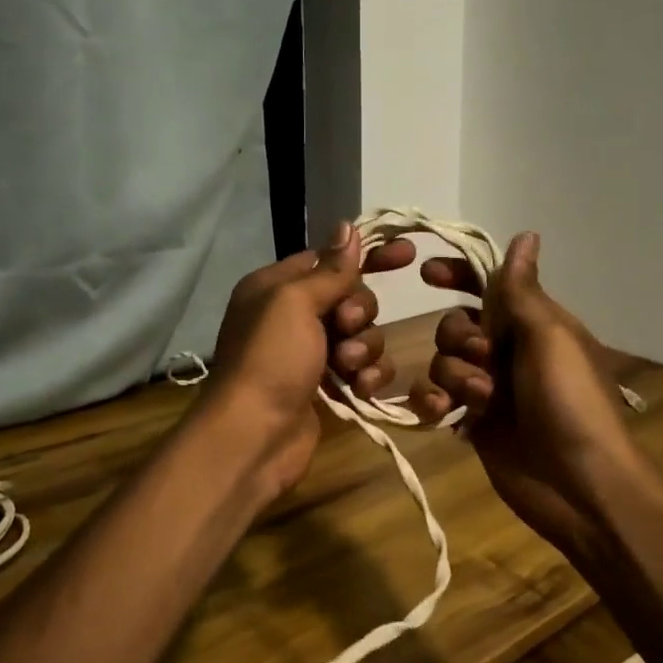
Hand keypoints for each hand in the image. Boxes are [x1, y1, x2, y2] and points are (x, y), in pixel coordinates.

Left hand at [202, 220, 415, 494]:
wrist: (255, 435)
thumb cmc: (271, 358)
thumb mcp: (295, 302)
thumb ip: (329, 269)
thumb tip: (348, 226)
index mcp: (277, 286)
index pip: (330, 259)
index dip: (368, 256)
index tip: (407, 255)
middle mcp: (293, 316)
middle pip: (351, 297)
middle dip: (359, 312)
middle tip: (345, 327)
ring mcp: (311, 353)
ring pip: (363, 334)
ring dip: (364, 348)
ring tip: (347, 367)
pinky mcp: (327, 386)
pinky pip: (363, 368)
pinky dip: (367, 375)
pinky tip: (360, 388)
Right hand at [408, 233, 659, 558]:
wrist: (579, 483)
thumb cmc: (570, 400)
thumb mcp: (550, 337)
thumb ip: (523, 290)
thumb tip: (525, 235)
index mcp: (533, 324)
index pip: (489, 285)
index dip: (459, 275)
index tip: (427, 272)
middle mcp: (508, 351)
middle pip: (457, 324)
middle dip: (459, 338)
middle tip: (484, 359)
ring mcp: (488, 389)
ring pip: (442, 362)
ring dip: (454, 376)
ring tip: (481, 401)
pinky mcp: (471, 422)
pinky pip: (435, 399)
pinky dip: (432, 402)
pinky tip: (442, 413)